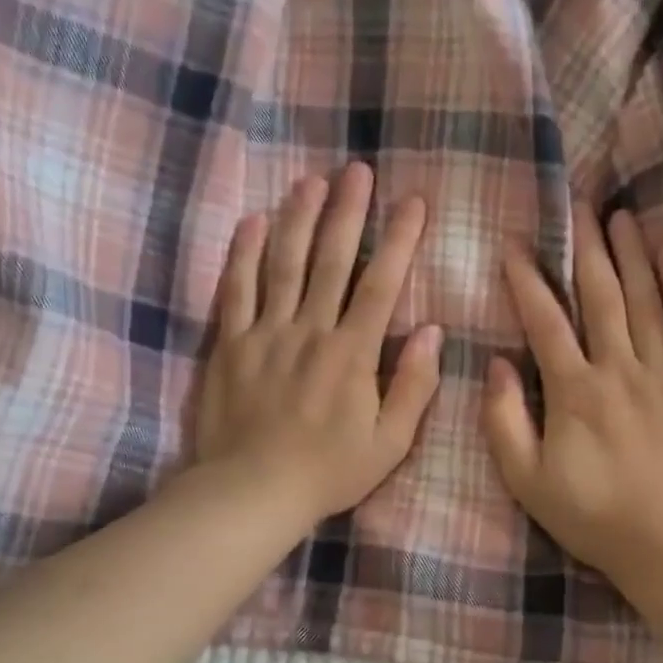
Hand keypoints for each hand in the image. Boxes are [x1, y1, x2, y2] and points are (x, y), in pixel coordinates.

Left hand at [194, 164, 442, 523]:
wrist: (252, 492)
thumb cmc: (328, 472)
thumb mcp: (389, 443)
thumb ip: (414, 386)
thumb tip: (433, 332)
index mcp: (352, 353)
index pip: (381, 284)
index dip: (399, 239)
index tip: (413, 202)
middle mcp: (310, 331)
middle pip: (330, 260)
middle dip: (347, 212)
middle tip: (356, 170)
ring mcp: (265, 333)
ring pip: (283, 264)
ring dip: (298, 218)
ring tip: (310, 180)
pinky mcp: (229, 345)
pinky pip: (235, 290)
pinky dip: (244, 254)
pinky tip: (252, 221)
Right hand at [483, 205, 662, 589]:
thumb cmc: (594, 518)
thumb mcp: (528, 482)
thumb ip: (504, 422)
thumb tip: (497, 365)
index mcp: (574, 393)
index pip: (545, 322)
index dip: (527, 280)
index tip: (514, 244)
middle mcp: (619, 370)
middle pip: (601, 296)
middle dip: (586, 247)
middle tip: (579, 203)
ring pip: (647, 299)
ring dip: (633, 253)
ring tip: (622, 214)